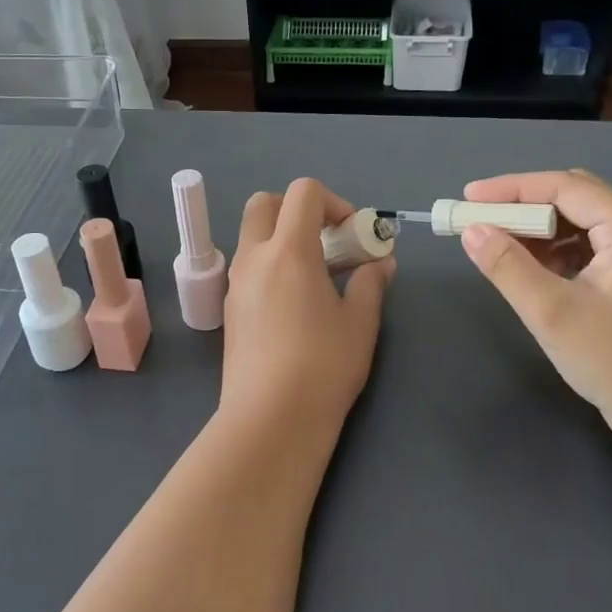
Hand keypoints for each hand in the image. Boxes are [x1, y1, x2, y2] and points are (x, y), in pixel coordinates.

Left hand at [220, 179, 393, 437]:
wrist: (270, 418)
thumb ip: (371, 283)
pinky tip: (295, 304)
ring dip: (282, 238)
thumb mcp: (360, 323)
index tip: (353, 234)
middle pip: (264, 203)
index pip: (303, 193)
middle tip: (327, 242)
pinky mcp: (230, 309)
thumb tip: (381, 263)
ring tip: (316, 277)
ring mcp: (236, 284)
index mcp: (288, 250)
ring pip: (252, 237)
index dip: (334, 202)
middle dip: (296, 210)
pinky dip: (271, 266)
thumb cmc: (323, 366)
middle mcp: (254, 258)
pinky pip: (248, 267)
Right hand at [459, 170, 611, 433]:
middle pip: (576, 198)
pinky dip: (555, 253)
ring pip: (581, 225)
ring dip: (538, 231)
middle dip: (523, 205)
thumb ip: (507, 266)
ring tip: (497, 245)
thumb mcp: (552, 313)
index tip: (467, 198)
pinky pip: (589, 250)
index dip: (511, 189)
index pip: (565, 188)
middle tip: (479, 218)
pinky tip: (530, 270)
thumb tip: (471, 231)